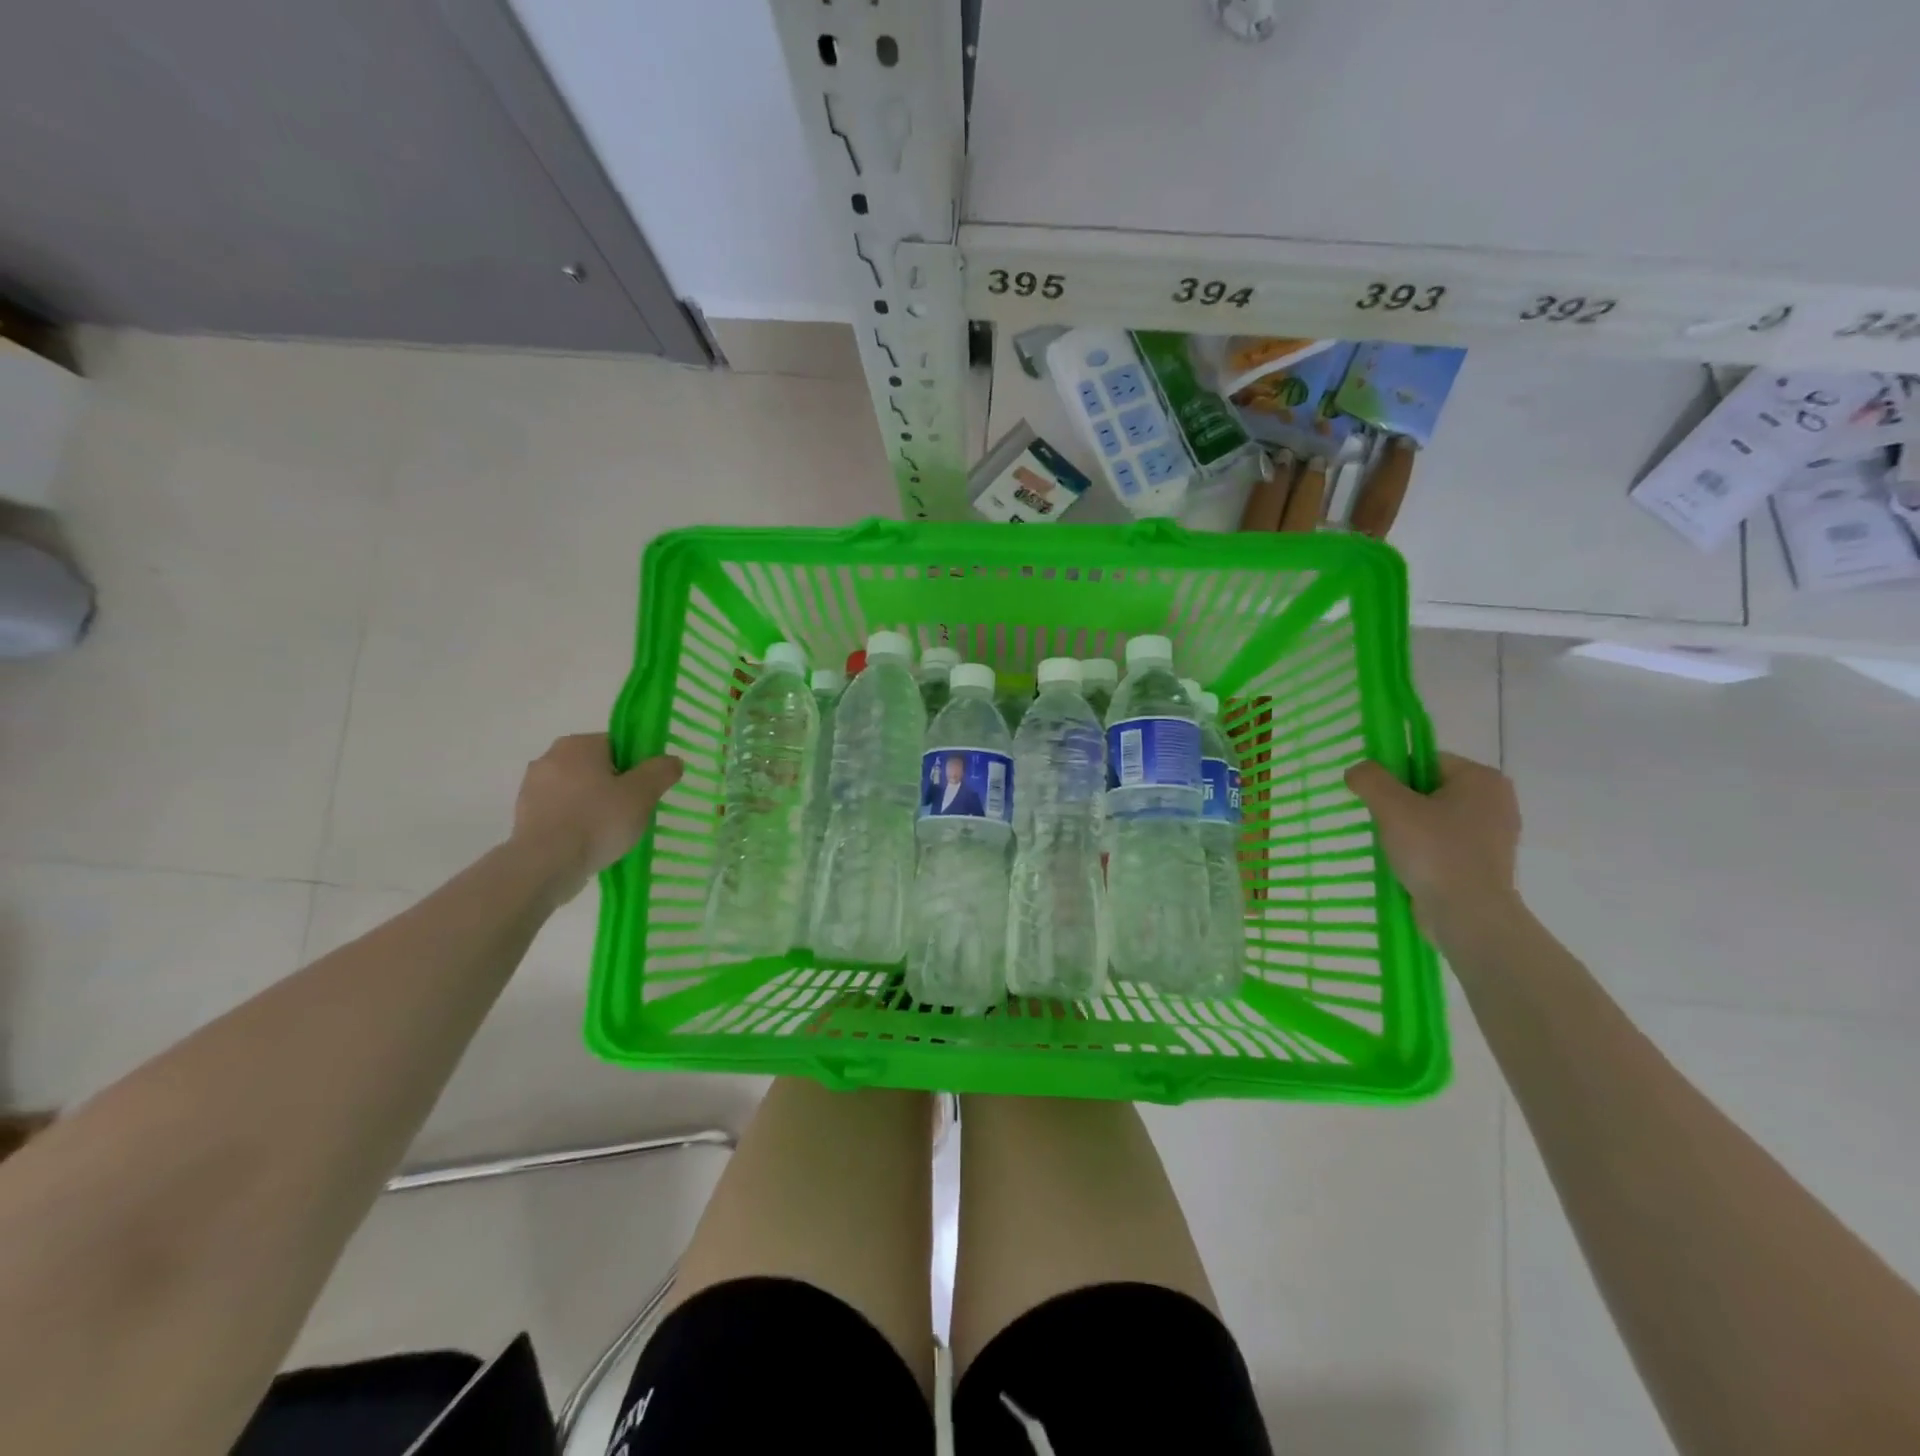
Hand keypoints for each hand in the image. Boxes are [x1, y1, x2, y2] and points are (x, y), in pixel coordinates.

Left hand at [511, 734, 683, 899]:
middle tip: (633, 812)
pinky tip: (589, 843)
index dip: (637, 766)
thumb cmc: (597, 821)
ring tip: (611, 832)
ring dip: (594, 805)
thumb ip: (661, 771)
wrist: (545, 864)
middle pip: (597, 767)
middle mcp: (549, 757)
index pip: (617, 745)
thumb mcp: (642, 794)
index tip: (646, 790)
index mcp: (577, 744)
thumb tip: (672, 761)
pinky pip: (562, 812)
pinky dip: (576, 822)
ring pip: (578, 791)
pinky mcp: (524, 816)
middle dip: (615, 786)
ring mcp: (532, 788)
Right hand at [1345, 751, 1521, 936]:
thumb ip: (1370, 779)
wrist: (1469, 916)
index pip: (1425, 761)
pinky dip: (1424, 850)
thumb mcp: (1392, 807)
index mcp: (1481, 779)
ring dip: (1409, 829)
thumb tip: (1358, 772)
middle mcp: (1496, 801)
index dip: (1393, 775)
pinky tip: (1408, 865)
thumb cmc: (1434, 852)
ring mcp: (1494, 835)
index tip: (1376, 800)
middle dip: (1400, 804)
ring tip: (1392, 847)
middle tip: (1381, 824)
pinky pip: (1445, 844)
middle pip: (1429, 789)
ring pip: (1435, 818)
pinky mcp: (1486, 863)